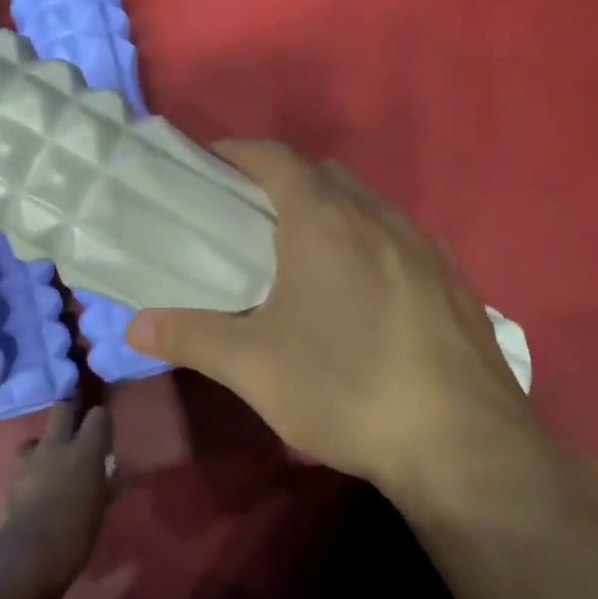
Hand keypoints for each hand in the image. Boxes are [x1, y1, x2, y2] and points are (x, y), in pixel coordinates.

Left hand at [0, 402, 115, 593]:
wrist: (22, 561)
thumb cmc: (73, 537)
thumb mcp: (99, 512)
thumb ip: (104, 487)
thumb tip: (110, 476)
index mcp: (84, 452)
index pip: (98, 416)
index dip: (100, 419)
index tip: (102, 430)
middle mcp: (53, 447)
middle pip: (61, 409)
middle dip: (68, 413)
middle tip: (73, 428)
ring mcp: (22, 461)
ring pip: (33, 441)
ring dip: (41, 451)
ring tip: (44, 471)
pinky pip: (14, 471)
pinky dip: (21, 480)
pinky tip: (22, 499)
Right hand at [125, 142, 545, 508]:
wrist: (463, 445)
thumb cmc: (346, 389)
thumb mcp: (254, 367)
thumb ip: (191, 337)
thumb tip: (133, 326)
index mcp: (325, 222)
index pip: (277, 160)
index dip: (240, 153)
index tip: (212, 164)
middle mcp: (380, 219)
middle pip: (326, 177)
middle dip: (286, 184)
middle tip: (252, 221)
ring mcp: (427, 248)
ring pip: (370, 208)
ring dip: (333, 215)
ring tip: (306, 261)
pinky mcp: (457, 283)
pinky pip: (403, 242)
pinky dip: (372, 247)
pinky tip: (365, 298)